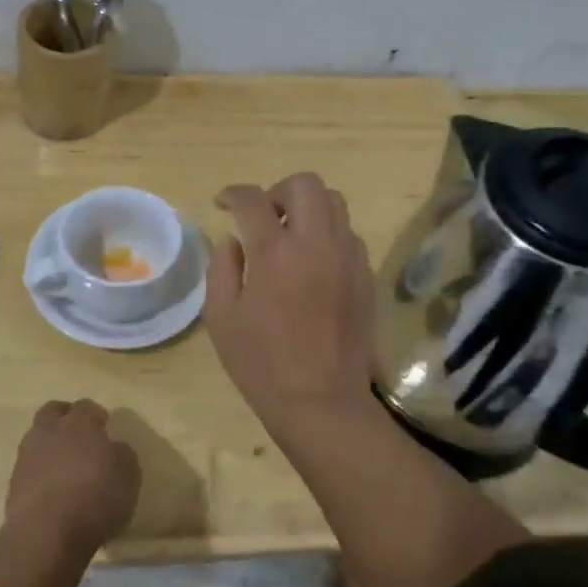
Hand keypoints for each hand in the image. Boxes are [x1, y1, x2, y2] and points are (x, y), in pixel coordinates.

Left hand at [4, 399, 141, 553]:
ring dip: (49, 446)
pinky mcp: (13, 483)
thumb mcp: (128, 474)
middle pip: (53, 411)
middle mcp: (50, 431)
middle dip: (64, 417)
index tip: (103, 426)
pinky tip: (52, 490)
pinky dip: (40, 473)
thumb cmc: (96, 497)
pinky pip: (29, 468)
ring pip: (37, 438)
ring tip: (64, 466)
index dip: (95, 415)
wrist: (46, 533)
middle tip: (78, 435)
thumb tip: (113, 448)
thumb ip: (121, 453)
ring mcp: (27, 456)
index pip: (86, 406)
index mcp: (79, 423)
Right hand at [204, 172, 377, 429]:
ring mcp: (347, 258)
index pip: (252, 200)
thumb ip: (222, 268)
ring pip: (335, 202)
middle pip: (305, 184)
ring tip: (290, 236)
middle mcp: (316, 244)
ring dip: (307, 208)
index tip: (223, 203)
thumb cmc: (262, 364)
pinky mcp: (365, 275)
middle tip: (262, 217)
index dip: (232, 194)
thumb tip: (234, 240)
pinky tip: (312, 263)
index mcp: (274, 254)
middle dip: (277, 191)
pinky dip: (327, 233)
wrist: (322, 402)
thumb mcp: (221, 317)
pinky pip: (348, 233)